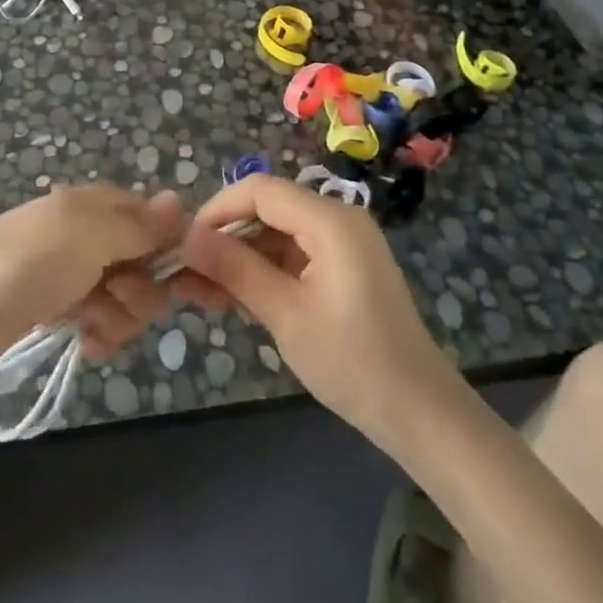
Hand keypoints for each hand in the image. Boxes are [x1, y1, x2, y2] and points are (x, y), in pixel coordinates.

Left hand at [0, 184, 183, 371]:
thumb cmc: (29, 260)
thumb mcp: (91, 233)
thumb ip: (140, 224)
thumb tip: (178, 201)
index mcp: (105, 207)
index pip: (162, 224)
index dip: (180, 254)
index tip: (197, 287)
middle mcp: (98, 236)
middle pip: (151, 267)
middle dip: (142, 292)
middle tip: (113, 295)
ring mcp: (80, 273)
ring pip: (130, 299)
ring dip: (120, 317)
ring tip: (90, 323)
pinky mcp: (63, 308)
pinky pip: (103, 321)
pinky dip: (101, 333)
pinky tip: (85, 342)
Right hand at [175, 175, 459, 448]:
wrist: (419, 413)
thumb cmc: (352, 361)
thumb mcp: (285, 314)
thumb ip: (235, 269)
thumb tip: (187, 239)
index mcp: (330, 220)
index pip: (260, 190)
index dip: (217, 210)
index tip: (183, 244)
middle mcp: (337, 219)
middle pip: (267, 209)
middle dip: (224, 238)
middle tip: (185, 274)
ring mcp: (342, 244)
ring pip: (276, 234)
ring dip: (238, 259)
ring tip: (199, 293)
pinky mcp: (342, 268)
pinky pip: (292, 255)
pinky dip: (262, 272)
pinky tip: (232, 298)